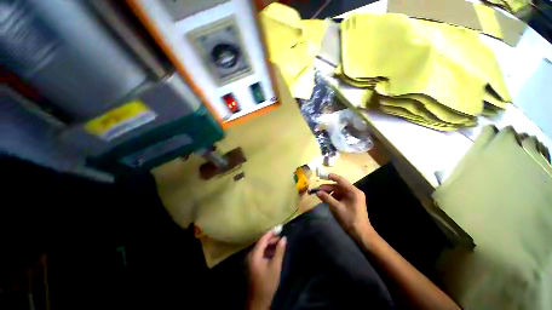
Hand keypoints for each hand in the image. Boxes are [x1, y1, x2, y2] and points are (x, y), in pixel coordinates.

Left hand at [247, 230, 286, 309]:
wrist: (258, 300)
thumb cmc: (267, 283)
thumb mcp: (275, 266)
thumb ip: (279, 251)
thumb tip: (284, 238)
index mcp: (255, 255)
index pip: (263, 239)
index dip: (271, 232)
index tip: (280, 227)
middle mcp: (251, 255)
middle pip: (261, 242)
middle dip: (271, 238)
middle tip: (281, 236)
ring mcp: (251, 260)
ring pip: (261, 247)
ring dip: (270, 244)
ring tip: (280, 242)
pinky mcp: (253, 264)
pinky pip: (260, 252)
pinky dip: (267, 250)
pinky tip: (274, 251)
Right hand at [316, 173, 374, 244]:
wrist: (361, 233)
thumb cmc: (350, 219)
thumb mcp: (337, 208)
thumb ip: (327, 198)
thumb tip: (317, 192)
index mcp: (353, 191)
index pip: (341, 180)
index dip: (332, 177)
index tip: (323, 176)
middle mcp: (354, 192)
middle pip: (339, 186)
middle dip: (328, 187)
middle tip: (318, 189)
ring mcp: (353, 197)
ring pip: (339, 191)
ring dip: (330, 192)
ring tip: (321, 195)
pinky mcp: (351, 202)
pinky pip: (341, 196)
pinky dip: (334, 196)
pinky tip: (327, 199)